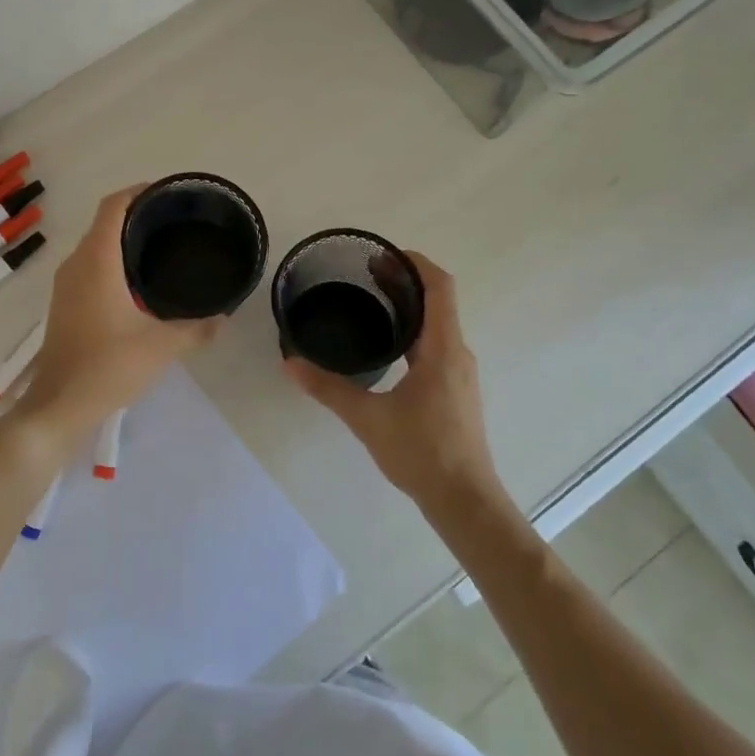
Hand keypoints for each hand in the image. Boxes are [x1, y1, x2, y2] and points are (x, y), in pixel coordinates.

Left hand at [9, 186, 223, 451]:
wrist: (59, 405)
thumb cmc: (108, 367)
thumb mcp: (162, 347)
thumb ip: (196, 328)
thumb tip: (223, 316)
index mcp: (97, 261)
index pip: (113, 206)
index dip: (138, 191)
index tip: (167, 194)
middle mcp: (77, 264)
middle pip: (104, 222)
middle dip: (136, 215)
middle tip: (174, 222)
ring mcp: (66, 284)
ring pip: (95, 245)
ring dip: (122, 239)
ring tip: (160, 247)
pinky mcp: (64, 303)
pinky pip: (90, 266)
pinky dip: (112, 260)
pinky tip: (138, 282)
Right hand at [283, 252, 500, 508]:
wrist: (464, 501)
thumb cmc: (422, 452)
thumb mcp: (368, 418)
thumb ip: (329, 388)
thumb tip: (290, 364)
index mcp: (443, 349)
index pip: (440, 288)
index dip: (415, 263)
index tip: (384, 254)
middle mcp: (457, 353)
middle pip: (438, 301)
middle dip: (405, 281)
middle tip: (366, 272)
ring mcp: (459, 373)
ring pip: (438, 324)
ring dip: (410, 306)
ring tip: (373, 300)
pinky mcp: (455, 390)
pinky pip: (436, 344)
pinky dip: (414, 329)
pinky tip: (388, 345)